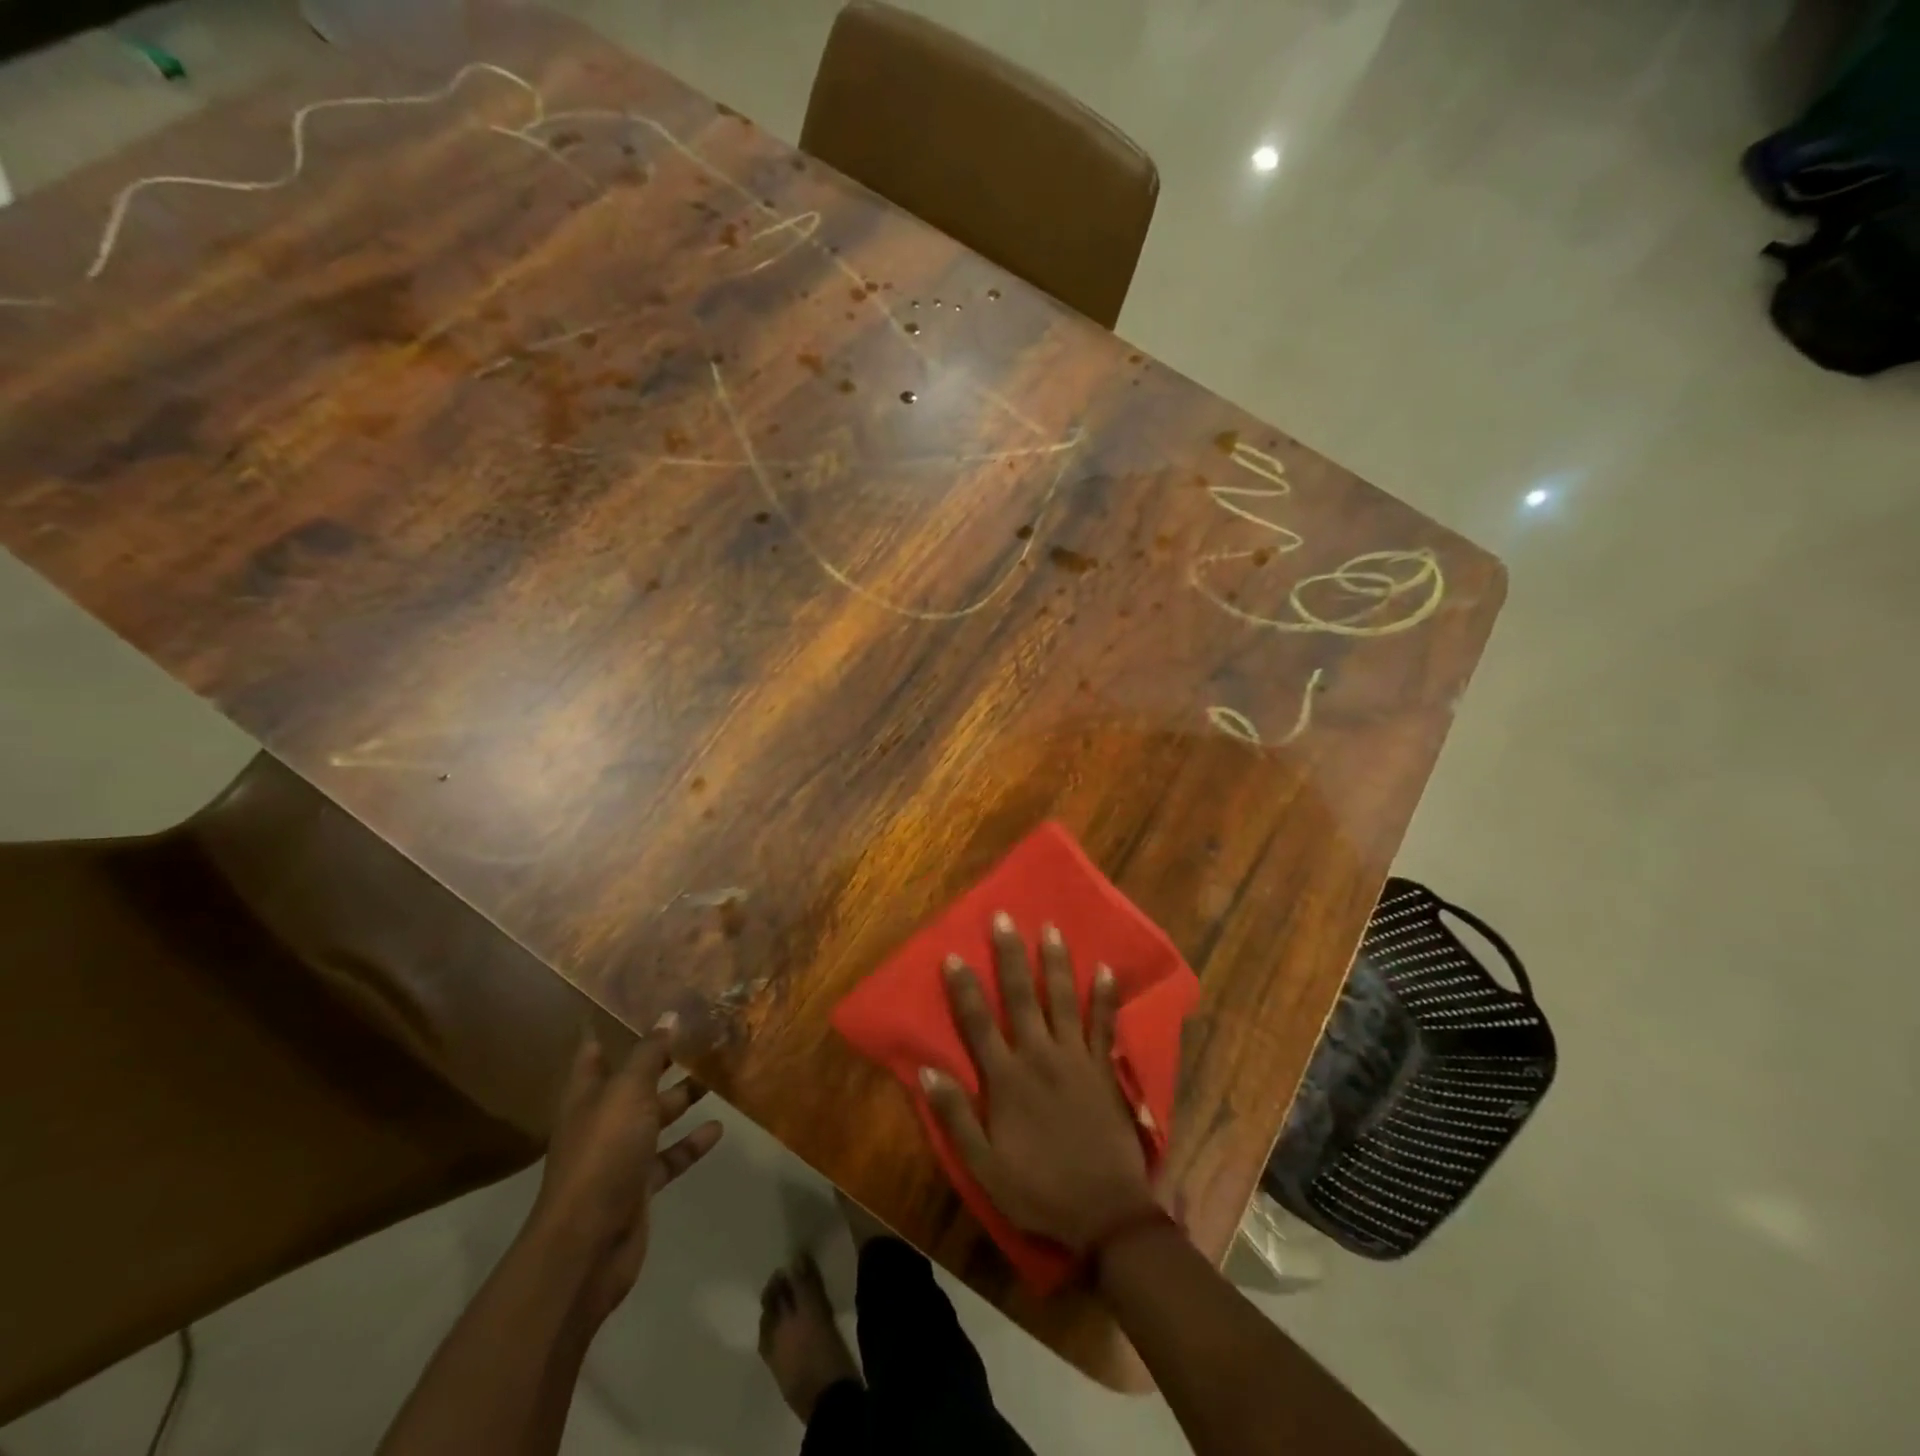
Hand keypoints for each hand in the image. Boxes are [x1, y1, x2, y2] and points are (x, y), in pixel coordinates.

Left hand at [527, 1025, 722, 1323]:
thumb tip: (668, 1015)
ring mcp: (619, 1155)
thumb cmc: (603, 1153)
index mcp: (587, 1094)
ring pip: (655, 1117)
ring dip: (682, 1098)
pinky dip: (691, 1142)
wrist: (588, 1243)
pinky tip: (719, 1127)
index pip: (593, 1050)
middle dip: (661, 1060)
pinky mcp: (638, 1186)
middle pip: (633, 1082)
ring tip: (716, 1074)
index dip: (609, 1027)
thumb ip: (649, 1053)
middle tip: (698, 1032)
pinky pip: (669, 1156)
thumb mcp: (629, 1092)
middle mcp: (600, 1120)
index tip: (636, 1002)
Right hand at [923, 914, 1157, 1252]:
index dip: (964, 988)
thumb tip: (928, 1071)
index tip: (954, 955)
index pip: (978, 1023)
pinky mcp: (1104, 1068)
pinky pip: (1105, 1024)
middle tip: (1003, 918)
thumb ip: (956, 1116)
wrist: (1105, 1213)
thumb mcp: (984, 1166)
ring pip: (1062, 999)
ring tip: (1050, 928)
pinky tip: (1105, 968)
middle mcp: (1039, 1056)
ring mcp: (1076, 1058)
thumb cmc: (1038, 1190)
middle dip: (1009, 955)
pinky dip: (1104, 996)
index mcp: (1006, 1079)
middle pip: (1020, 997)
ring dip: (1054, 962)